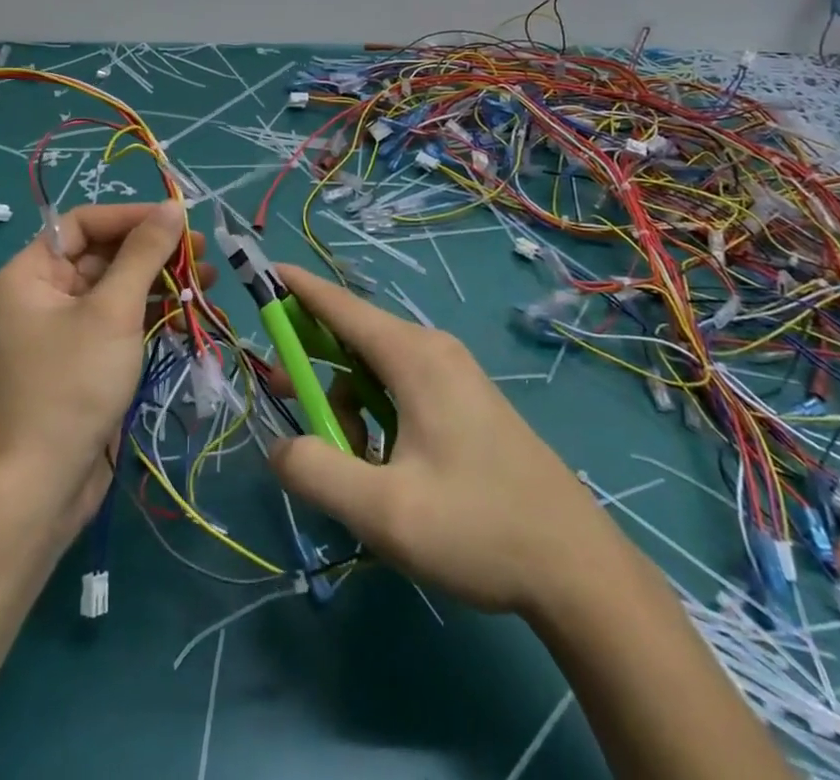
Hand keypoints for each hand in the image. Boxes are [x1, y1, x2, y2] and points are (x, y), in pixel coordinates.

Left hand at [0, 201, 211, 539]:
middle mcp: (41, 294)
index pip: (84, 223)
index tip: (179, 220)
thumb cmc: (73, 384)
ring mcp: (63, 328)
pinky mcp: (84, 358)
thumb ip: (144, 254)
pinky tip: (189, 315)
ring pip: (117, 288)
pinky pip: (119, 320)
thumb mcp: (113, 311)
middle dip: (154, 252)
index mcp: (30, 273)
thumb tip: (173, 208)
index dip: (132, 217)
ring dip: (161, 282)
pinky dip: (152, 314)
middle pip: (103, 254)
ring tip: (209, 282)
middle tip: (202, 254)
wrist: (44, 485)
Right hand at [268, 265, 609, 615]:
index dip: (296, 287)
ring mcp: (454, 374)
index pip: (340, 305)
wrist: (578, 568)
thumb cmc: (479, 529)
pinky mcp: (465, 400)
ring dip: (346, 404)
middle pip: (354, 338)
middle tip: (286, 400)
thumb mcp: (384, 512)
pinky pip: (400, 388)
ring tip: (349, 464)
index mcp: (414, 357)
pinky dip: (375, 415)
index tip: (262, 272)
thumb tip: (280, 448)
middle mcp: (433, 350)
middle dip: (312, 364)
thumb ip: (317, 473)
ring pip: (375, 370)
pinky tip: (384, 468)